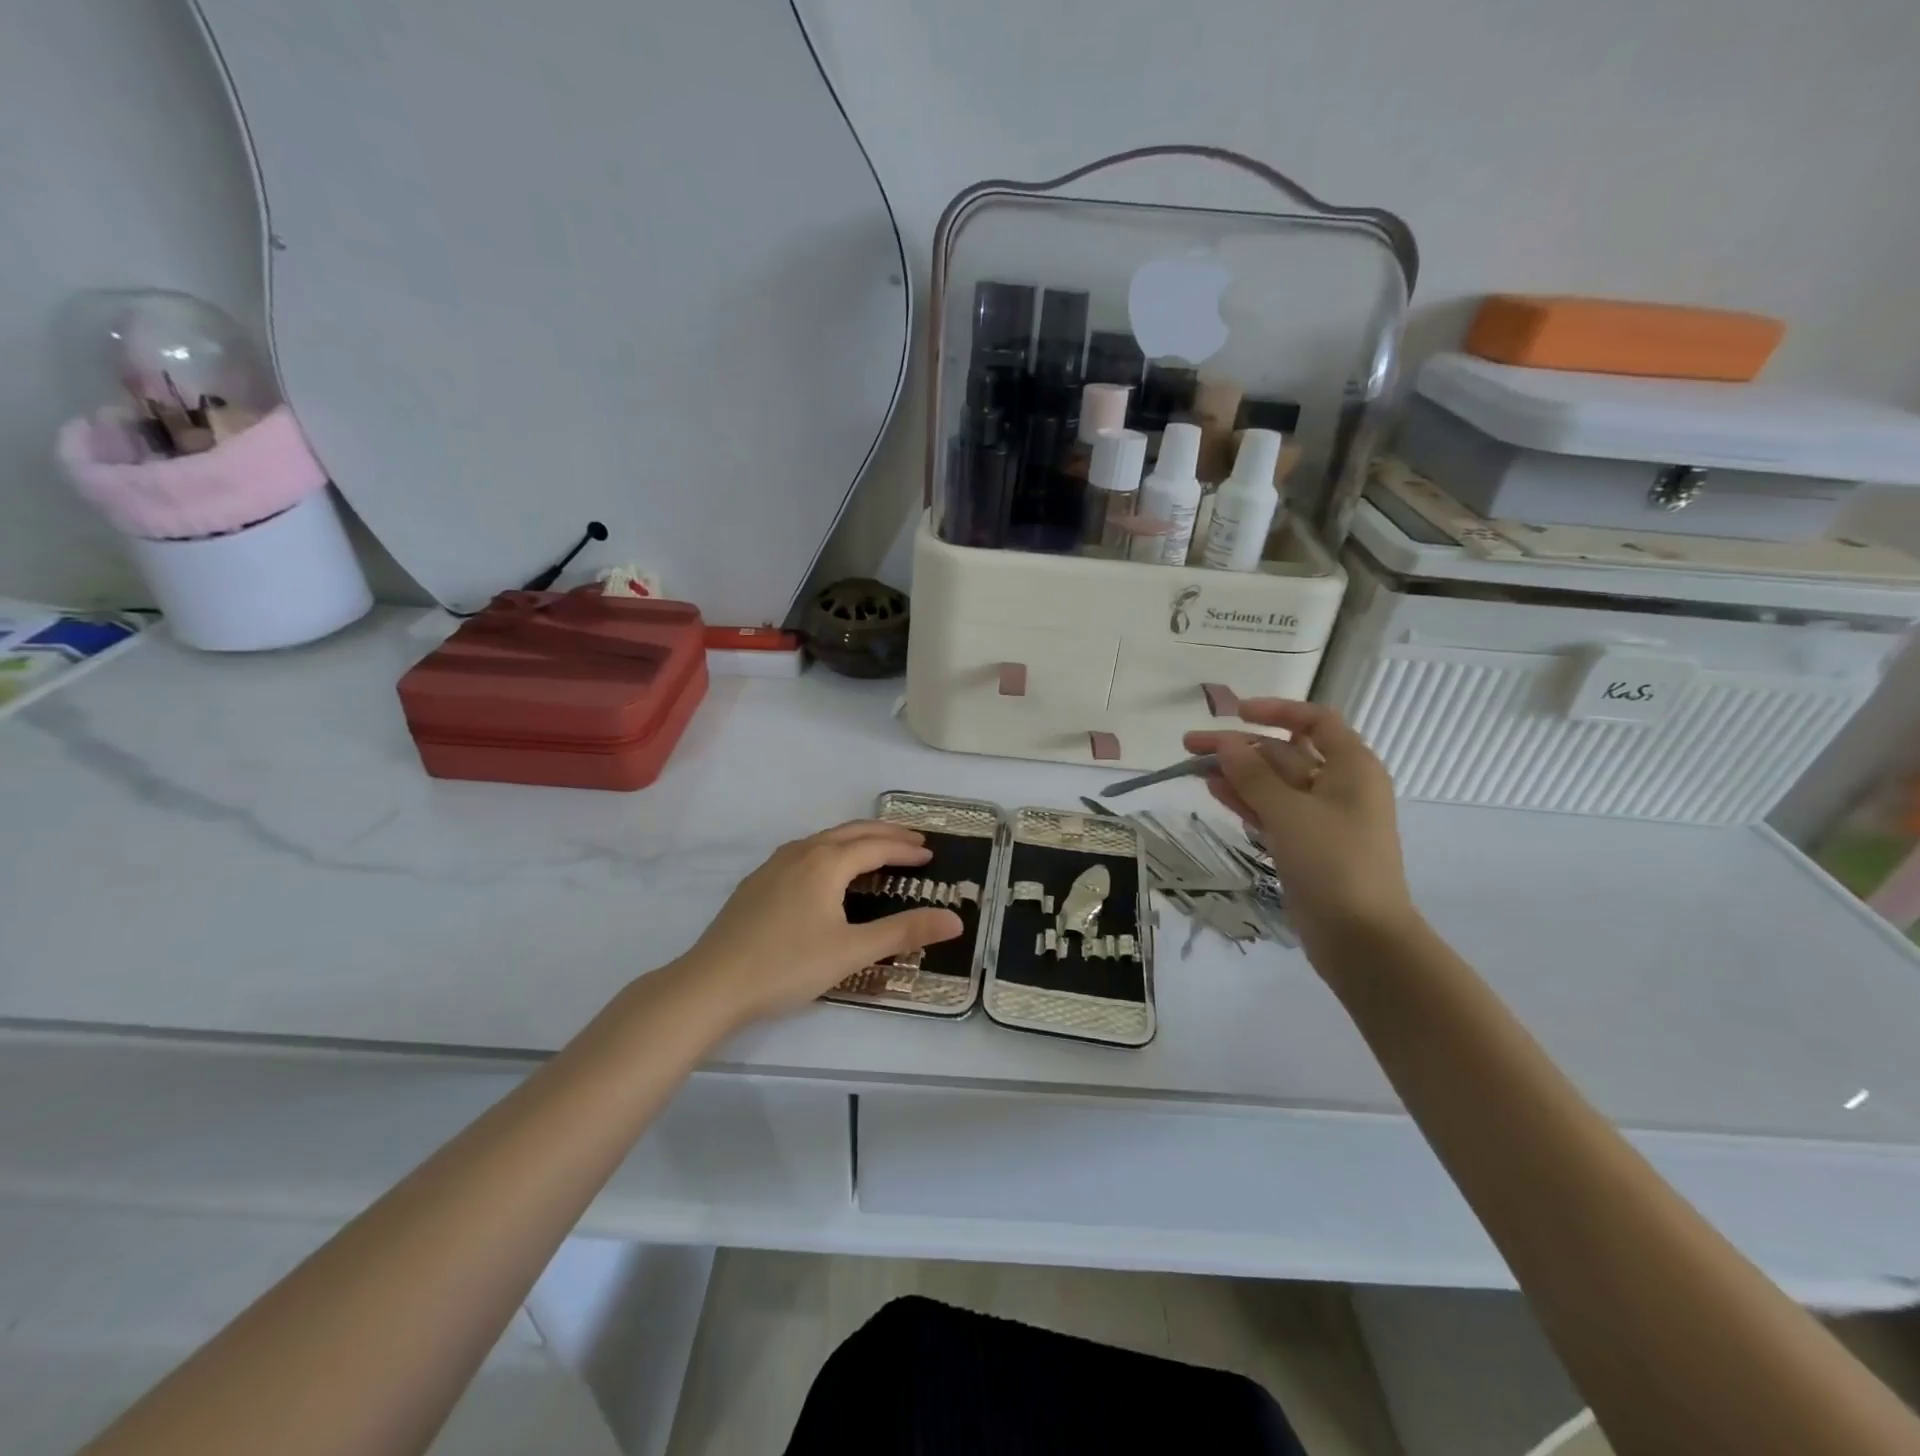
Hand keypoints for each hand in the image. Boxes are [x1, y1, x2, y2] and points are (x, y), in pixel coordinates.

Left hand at [676, 820, 963, 1024]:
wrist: (711, 984)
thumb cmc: (787, 966)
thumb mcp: (852, 952)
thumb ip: (904, 932)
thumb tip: (955, 919)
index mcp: (825, 863)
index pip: (875, 846)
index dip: (905, 849)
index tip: (930, 854)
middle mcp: (800, 853)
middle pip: (850, 832)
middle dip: (884, 834)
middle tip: (913, 842)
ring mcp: (773, 866)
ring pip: (824, 839)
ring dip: (856, 840)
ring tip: (877, 850)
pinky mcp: (757, 883)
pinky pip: (804, 852)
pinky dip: (830, 851)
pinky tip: (826, 872)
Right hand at [1184, 700, 1415, 957]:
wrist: (1361, 937)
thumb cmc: (1334, 863)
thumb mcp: (1289, 812)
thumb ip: (1252, 774)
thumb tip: (1224, 743)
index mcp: (1352, 767)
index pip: (1316, 721)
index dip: (1277, 710)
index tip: (1237, 713)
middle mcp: (1339, 786)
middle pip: (1285, 752)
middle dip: (1240, 747)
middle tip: (1191, 746)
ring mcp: (1321, 818)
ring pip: (1273, 784)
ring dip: (1236, 773)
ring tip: (1193, 768)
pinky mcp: (1304, 845)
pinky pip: (1271, 812)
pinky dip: (1245, 801)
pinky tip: (1214, 791)